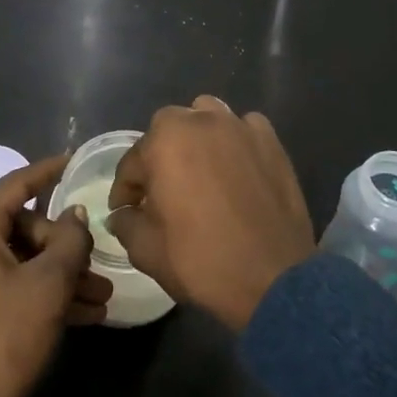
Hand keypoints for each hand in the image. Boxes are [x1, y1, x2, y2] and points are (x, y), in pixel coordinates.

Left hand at [0, 155, 112, 396]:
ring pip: (20, 262)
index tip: (77, 159)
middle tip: (98, 267)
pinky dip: (41, 295)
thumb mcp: (47, 287)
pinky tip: (83, 316)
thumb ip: (69, 242)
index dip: (49, 170)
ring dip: (60, 276)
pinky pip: (9, 287)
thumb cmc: (3, 340)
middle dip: (65, 246)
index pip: (16, 184)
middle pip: (21, 228)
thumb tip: (76, 214)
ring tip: (102, 299)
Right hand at [108, 96, 314, 331]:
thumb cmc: (201, 260)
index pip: (133, 162)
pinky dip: (235, 142)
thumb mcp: (146, 250)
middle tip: (162, 192)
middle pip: (168, 131)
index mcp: (164, 141)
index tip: (125, 211)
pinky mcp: (270, 141)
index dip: (126, 190)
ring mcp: (239, 127)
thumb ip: (126, 223)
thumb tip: (123, 213)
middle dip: (160, 158)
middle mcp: (200, 121)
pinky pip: (244, 129)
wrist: (273, 278)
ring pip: (206, 118)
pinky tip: (236, 168)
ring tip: (200, 171)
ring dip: (196, 138)